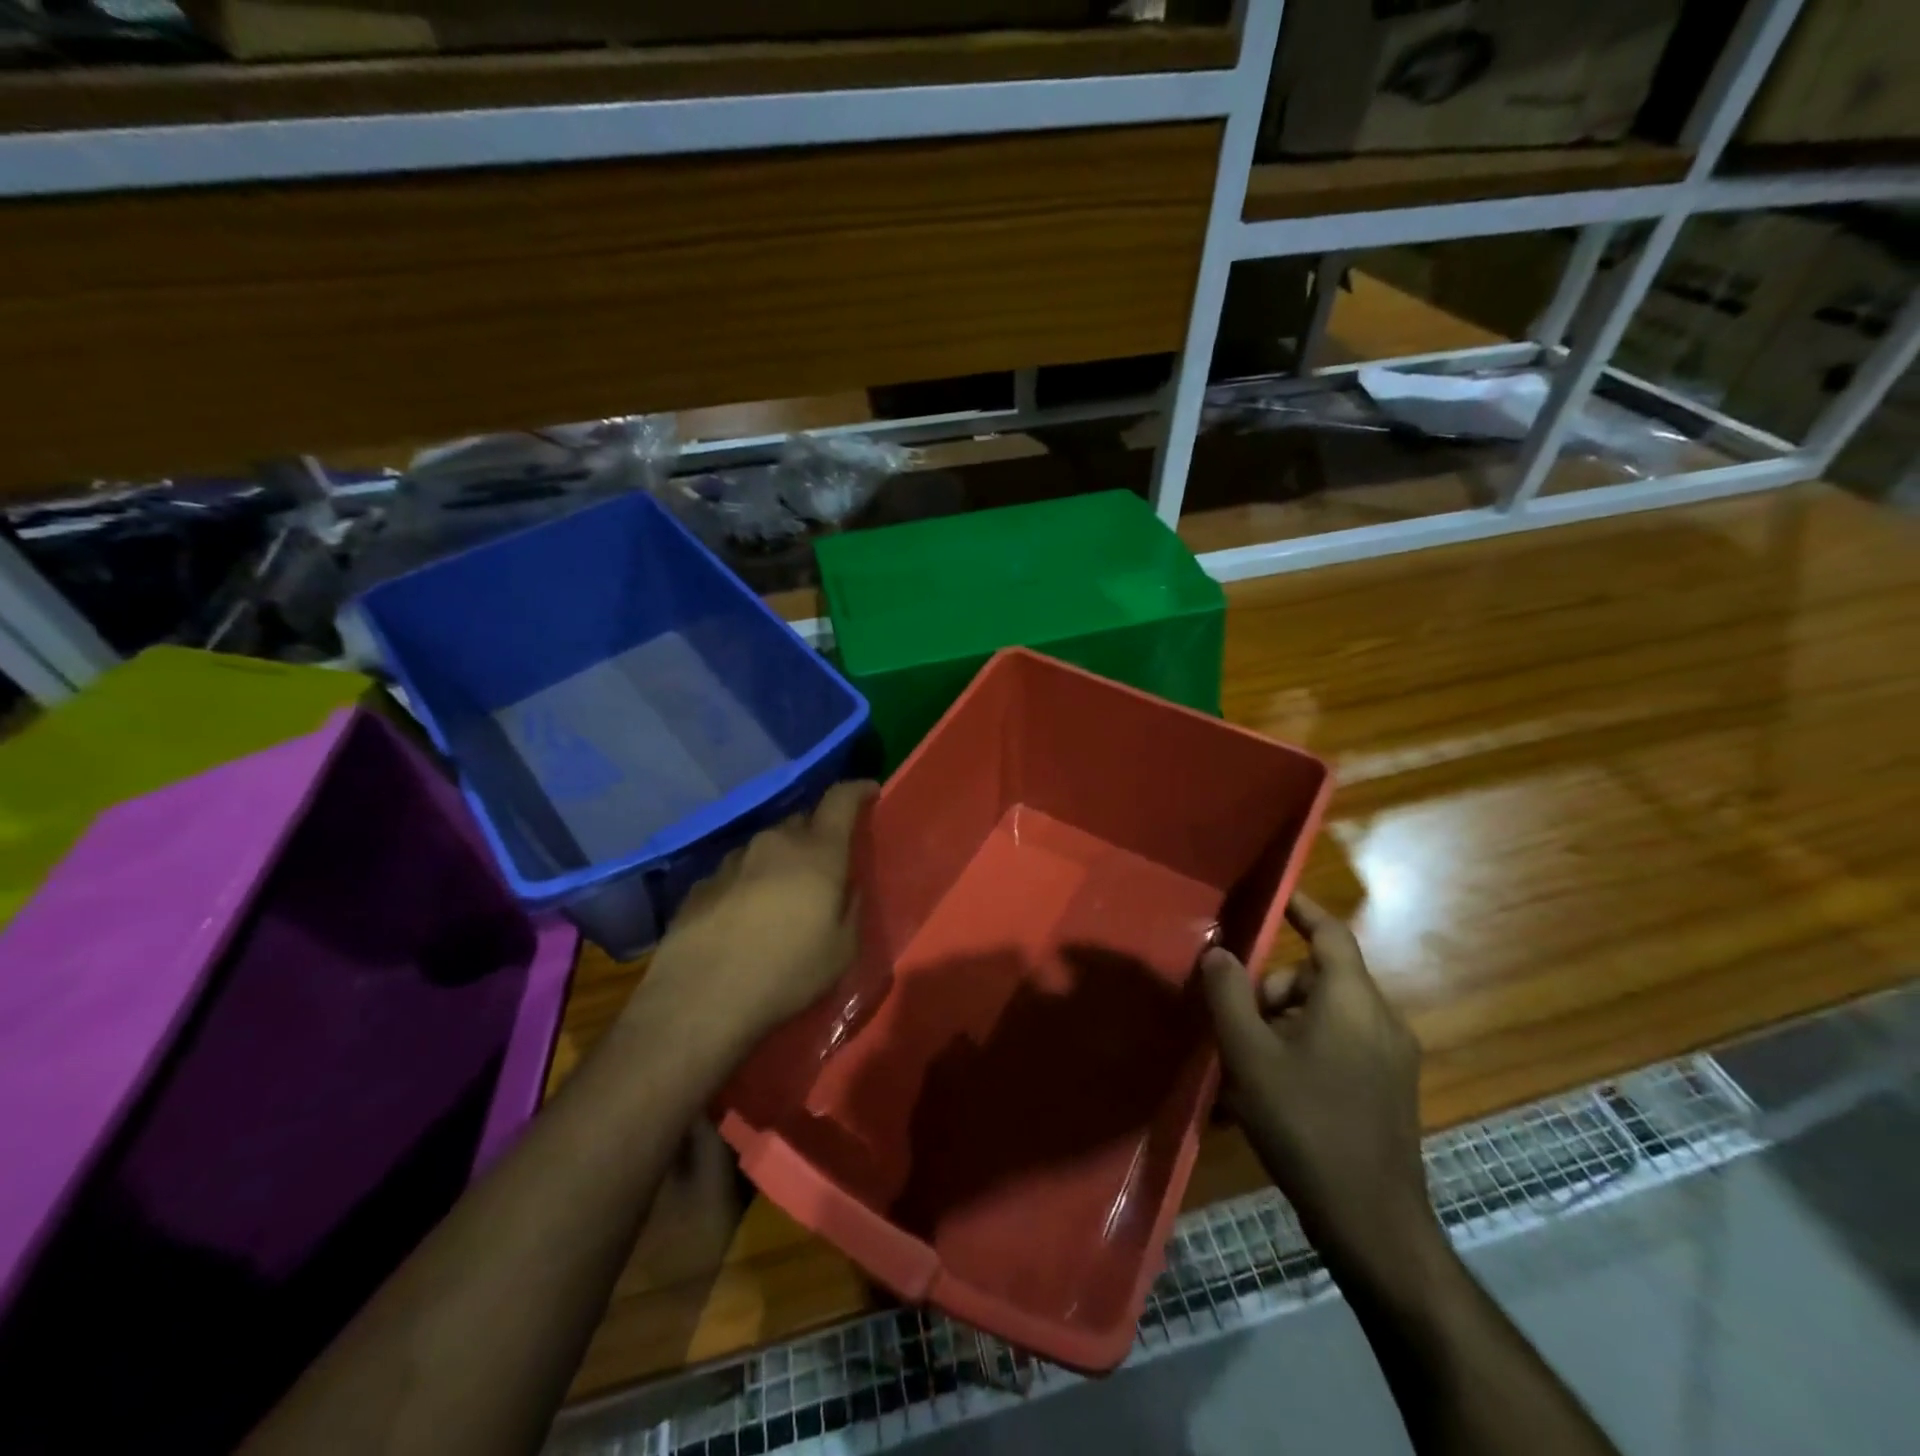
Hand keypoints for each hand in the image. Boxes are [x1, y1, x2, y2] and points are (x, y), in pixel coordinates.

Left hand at [634, 780, 876, 1057]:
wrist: (701, 999)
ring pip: (766, 846)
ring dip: (780, 860)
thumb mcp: (843, 949)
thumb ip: (850, 906)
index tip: (870, 792)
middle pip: (802, 821)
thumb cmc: (787, 973)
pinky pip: (736, 872)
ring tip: (782, 894)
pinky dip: (748, 882)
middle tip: (826, 862)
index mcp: (817, 852)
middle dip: (818, 833)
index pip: (841, 799)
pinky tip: (744, 916)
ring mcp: (732, 861)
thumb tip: (845, 886)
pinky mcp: (701, 884)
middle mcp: (774, 843)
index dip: (858, 790)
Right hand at [1202, 894, 1434, 1275]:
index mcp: (1351, 1000)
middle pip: (1318, 978)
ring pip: (1326, 1015)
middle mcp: (1379, 1019)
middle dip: (1272, 990)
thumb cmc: (1305, 1124)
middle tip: (1237, 1024)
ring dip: (1284, 1025)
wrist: (1372, 1221)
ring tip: (1248, 1068)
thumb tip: (1218, 952)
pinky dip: (1304, 1051)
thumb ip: (1229, 995)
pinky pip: (1340, 1047)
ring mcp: (1391, 1058)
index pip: (1329, 933)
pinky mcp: (1389, 1090)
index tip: (1275, 897)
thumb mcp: (1250, 1055)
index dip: (1302, 909)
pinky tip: (1272, 1093)